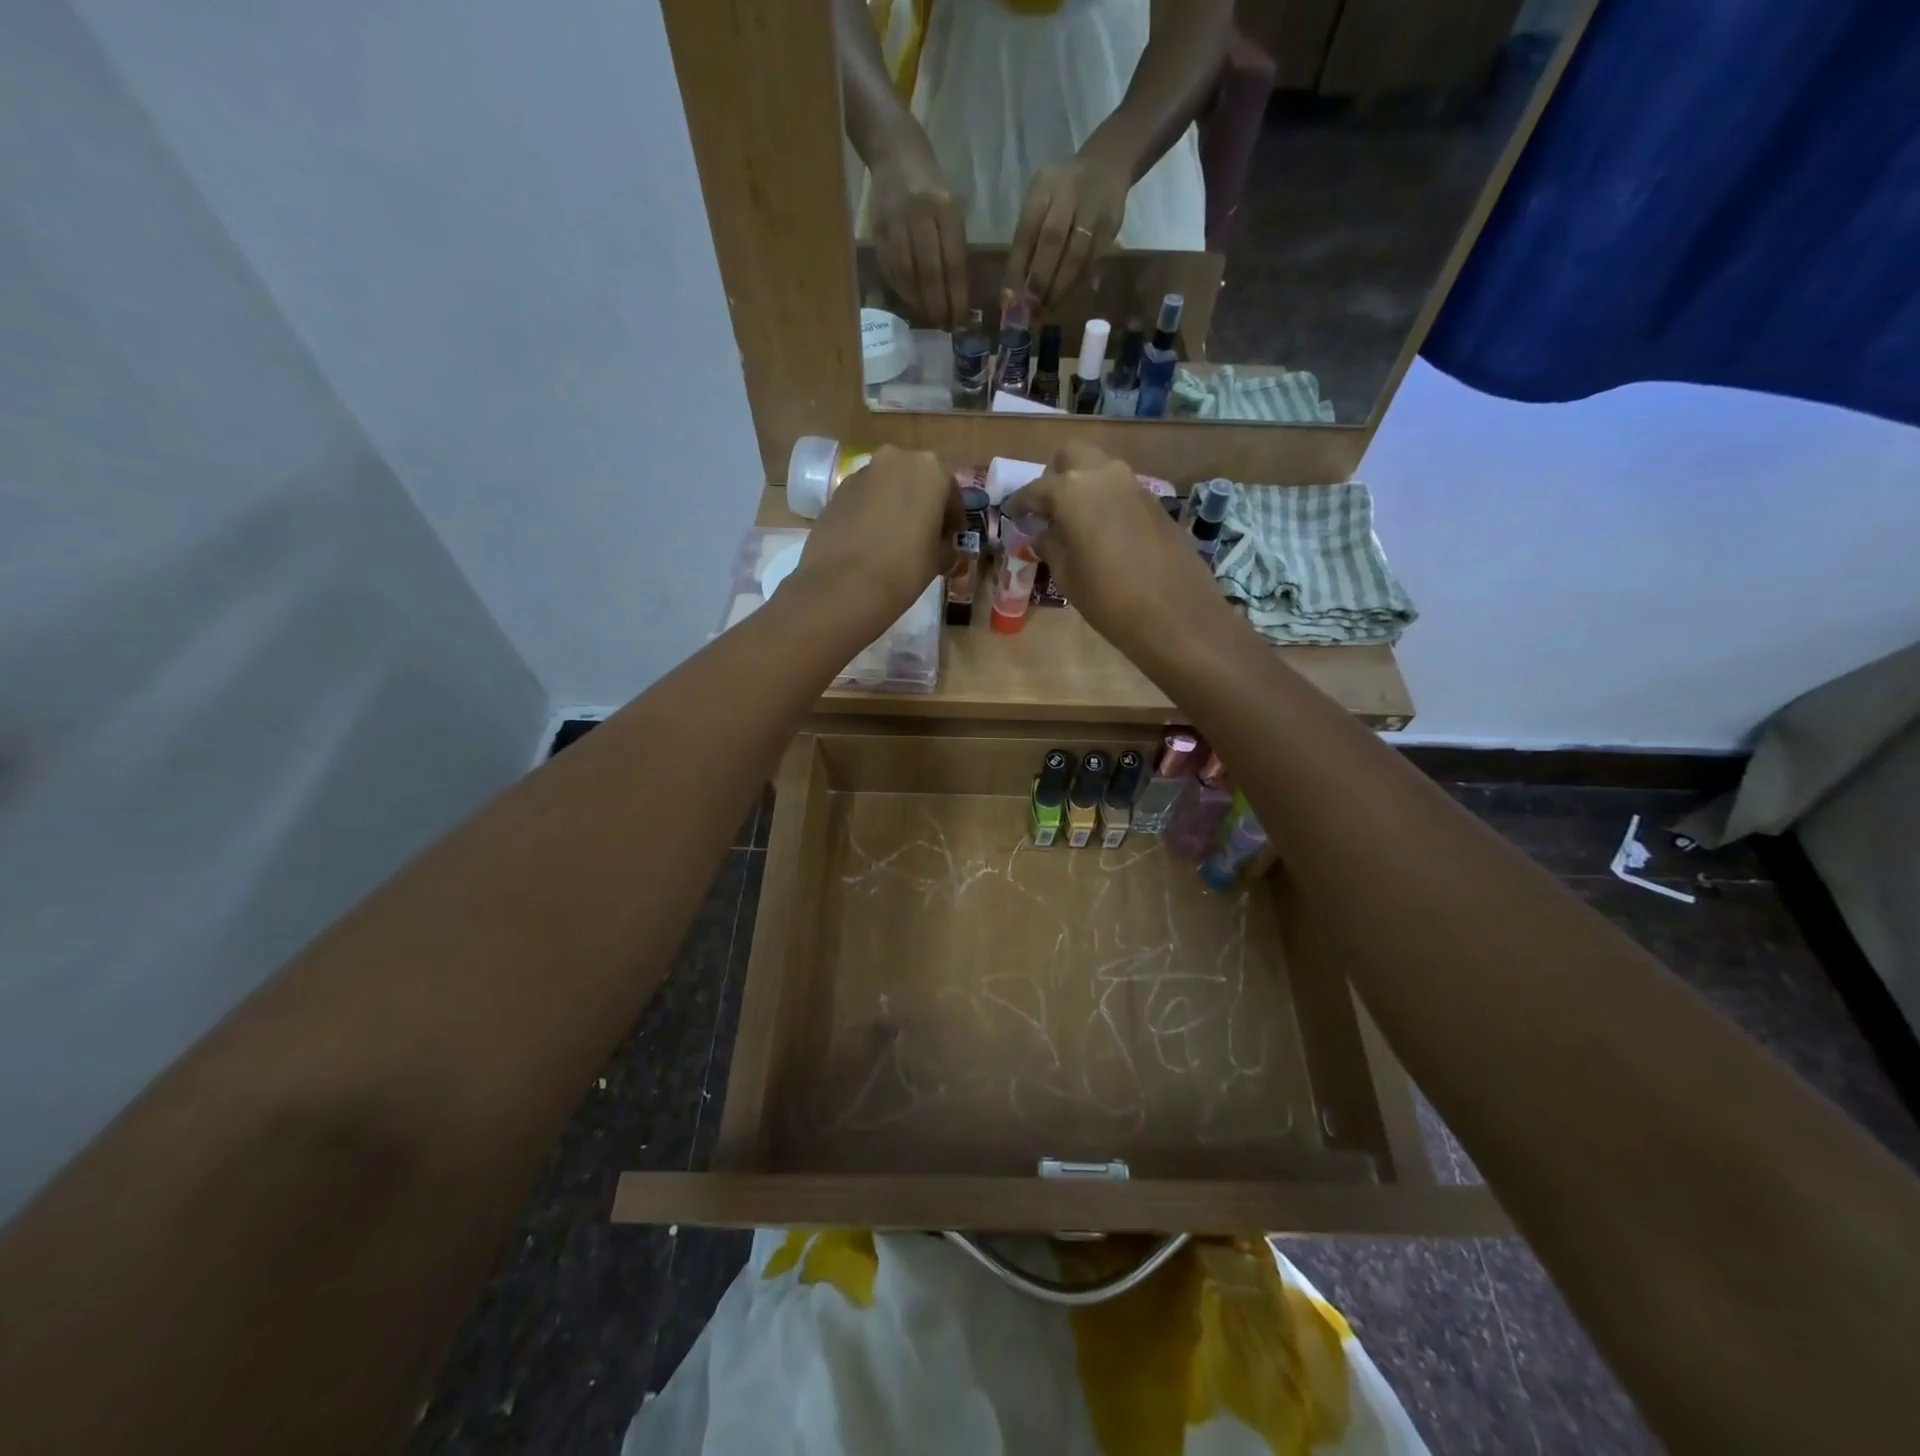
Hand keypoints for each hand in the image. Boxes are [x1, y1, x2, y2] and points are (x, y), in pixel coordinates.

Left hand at [792, 446, 960, 629]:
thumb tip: (944, 548)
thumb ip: (947, 546)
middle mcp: (896, 460)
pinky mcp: (836, 491)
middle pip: (917, 481)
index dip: (954, 518)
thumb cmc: (905, 567)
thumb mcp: (940, 559)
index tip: (952, 539)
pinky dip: (871, 513)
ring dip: (894, 506)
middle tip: (924, 535)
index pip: (951, 492)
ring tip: (895, 539)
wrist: (844, 583)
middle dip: (923, 504)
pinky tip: (870, 541)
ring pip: (887, 487)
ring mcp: (862, 473)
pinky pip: (863, 499)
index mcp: (931, 470)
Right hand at [869, 130, 968, 328]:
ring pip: (907, 275)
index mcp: (945, 208)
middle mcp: (919, 215)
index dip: (956, 296)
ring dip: (918, 301)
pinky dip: (901, 289)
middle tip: (943, 324)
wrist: (895, 152)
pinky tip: (910, 299)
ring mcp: (895, 222)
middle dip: (937, 304)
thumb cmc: (932, 187)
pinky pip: (890, 269)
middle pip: (929, 273)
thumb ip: (955, 248)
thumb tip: (957, 295)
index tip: (960, 320)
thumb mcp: (952, 209)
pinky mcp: (877, 230)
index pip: (952, 263)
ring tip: (928, 315)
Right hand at [1002, 443, 1230, 657]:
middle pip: (1072, 455)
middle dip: (1055, 475)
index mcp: (1072, 491)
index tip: (1012, 515)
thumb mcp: (1066, 575)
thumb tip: (1043, 534)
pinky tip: (1103, 533)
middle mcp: (1104, 476)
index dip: (1020, 503)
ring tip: (1073, 521)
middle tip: (1047, 507)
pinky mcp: (1156, 503)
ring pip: (1101, 469)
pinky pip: (1121, 491)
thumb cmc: (1107, 597)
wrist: (1174, 613)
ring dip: (1083, 486)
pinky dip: (1106, 502)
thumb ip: (1050, 545)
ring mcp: (1135, 486)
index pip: (1036, 489)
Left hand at [1005, 154, 1129, 304]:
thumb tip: (1012, 293)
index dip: (1017, 267)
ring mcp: (1092, 211)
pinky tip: (1067, 298)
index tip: (1011, 298)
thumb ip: (1026, 243)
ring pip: (1076, 255)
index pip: (1026, 231)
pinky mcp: (1110, 228)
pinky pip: (1093, 262)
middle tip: (1031, 308)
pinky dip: (1078, 284)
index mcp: (1043, 190)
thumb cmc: (1061, 195)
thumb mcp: (1039, 204)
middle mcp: (1068, 196)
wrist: (1106, 167)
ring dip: (1060, 287)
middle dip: (1040, 279)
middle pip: (1052, 240)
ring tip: (1048, 308)